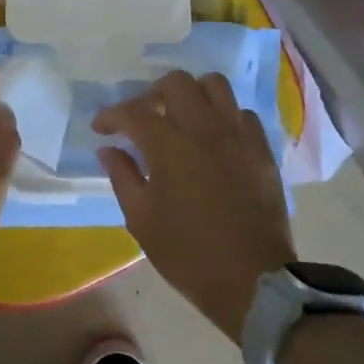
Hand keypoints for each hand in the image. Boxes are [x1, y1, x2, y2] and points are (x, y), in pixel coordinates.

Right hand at [95, 71, 294, 341]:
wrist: (252, 280)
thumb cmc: (188, 253)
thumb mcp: (141, 220)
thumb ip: (122, 176)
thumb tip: (109, 149)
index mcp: (169, 145)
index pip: (133, 111)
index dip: (112, 116)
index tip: (101, 129)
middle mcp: (204, 128)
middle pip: (176, 83)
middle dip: (152, 94)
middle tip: (144, 119)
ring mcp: (237, 135)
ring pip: (214, 86)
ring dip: (192, 94)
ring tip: (181, 118)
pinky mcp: (261, 149)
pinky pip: (241, 113)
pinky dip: (223, 117)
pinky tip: (214, 139)